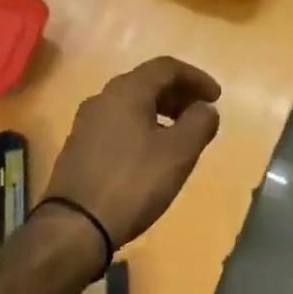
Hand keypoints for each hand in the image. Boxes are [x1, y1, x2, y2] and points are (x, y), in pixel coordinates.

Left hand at [45, 57, 222, 251]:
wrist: (76, 226)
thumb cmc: (134, 182)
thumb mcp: (179, 153)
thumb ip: (199, 123)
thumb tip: (205, 108)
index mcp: (126, 91)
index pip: (166, 67)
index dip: (196, 78)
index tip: (216, 98)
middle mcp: (102, 99)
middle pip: (147, 82)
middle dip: (179, 94)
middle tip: (201, 113)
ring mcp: (86, 123)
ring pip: (131, 104)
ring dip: (161, 111)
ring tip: (181, 135)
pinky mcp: (79, 147)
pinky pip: (118, 124)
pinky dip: (142, 127)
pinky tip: (153, 153)